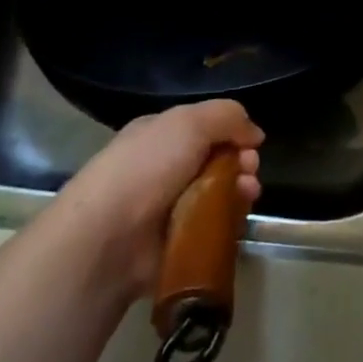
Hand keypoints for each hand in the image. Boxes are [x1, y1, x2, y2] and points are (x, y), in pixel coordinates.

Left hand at [48, 100, 263, 302]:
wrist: (107, 236)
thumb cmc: (147, 167)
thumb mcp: (189, 122)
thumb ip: (227, 117)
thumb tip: (255, 134)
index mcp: (160, 135)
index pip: (205, 128)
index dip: (233, 134)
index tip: (251, 145)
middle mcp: (164, 169)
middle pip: (216, 162)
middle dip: (241, 163)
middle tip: (249, 171)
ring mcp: (169, 209)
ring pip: (219, 196)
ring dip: (240, 192)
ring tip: (247, 195)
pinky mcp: (176, 244)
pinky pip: (212, 230)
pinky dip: (229, 225)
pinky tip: (238, 221)